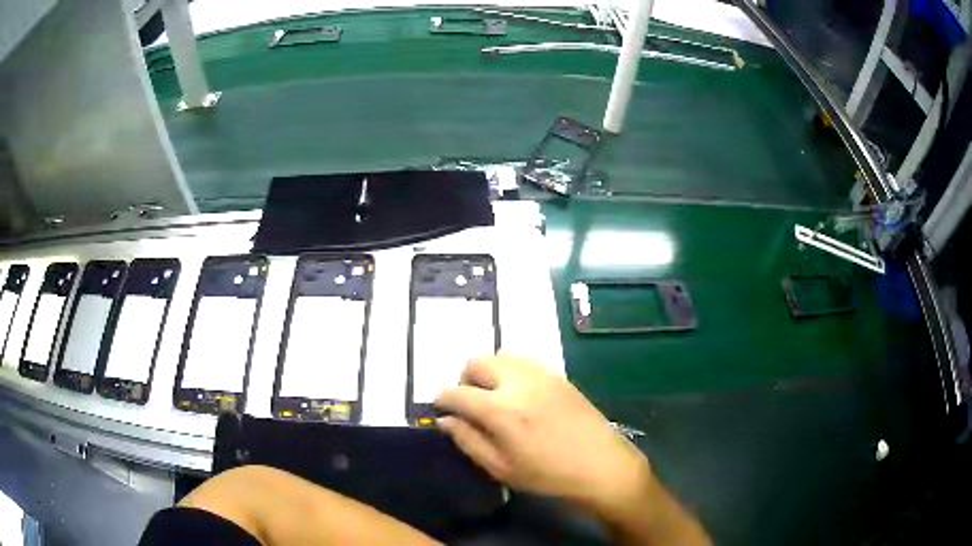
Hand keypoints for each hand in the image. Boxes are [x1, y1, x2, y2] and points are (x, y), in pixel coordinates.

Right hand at [434, 355, 650, 513]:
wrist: (600, 465)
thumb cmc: (547, 474)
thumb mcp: (500, 467)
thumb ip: (468, 440)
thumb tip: (444, 420)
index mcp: (500, 409)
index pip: (457, 392)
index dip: (442, 399)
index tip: (440, 409)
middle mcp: (518, 382)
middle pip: (477, 362)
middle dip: (464, 380)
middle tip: (470, 404)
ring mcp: (540, 374)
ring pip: (500, 356)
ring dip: (488, 373)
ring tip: (494, 398)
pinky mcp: (557, 374)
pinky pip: (523, 361)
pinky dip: (510, 371)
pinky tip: (519, 395)